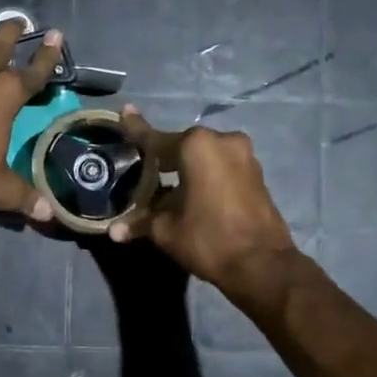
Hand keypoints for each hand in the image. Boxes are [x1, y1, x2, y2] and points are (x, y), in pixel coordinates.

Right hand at [108, 106, 295, 300]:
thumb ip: (140, 222)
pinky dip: (205, 176)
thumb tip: (114, 231)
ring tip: (165, 186)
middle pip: (182, 146)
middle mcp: (222, 141)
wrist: (262, 265)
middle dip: (162, 159)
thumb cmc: (208, 239)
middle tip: (142, 170)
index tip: (125, 111)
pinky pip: (221, 167)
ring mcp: (244, 155)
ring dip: (186, 169)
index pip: (156, 138)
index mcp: (196, 146)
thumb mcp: (166, 231)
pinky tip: (191, 193)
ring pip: (204, 157)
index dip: (136, 129)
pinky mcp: (256, 173)